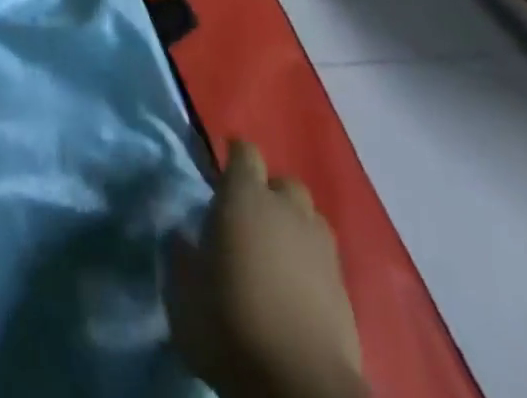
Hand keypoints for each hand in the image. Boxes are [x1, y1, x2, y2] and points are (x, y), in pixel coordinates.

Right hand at [167, 140, 365, 397]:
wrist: (299, 385)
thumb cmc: (230, 322)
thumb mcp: (184, 290)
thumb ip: (181, 255)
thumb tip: (182, 234)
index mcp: (245, 196)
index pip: (244, 152)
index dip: (234, 155)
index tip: (222, 168)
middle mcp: (286, 209)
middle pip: (283, 183)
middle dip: (268, 194)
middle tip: (248, 219)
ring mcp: (321, 247)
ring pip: (308, 218)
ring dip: (293, 227)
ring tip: (276, 253)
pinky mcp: (345, 288)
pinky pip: (324, 259)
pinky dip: (310, 264)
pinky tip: (296, 287)